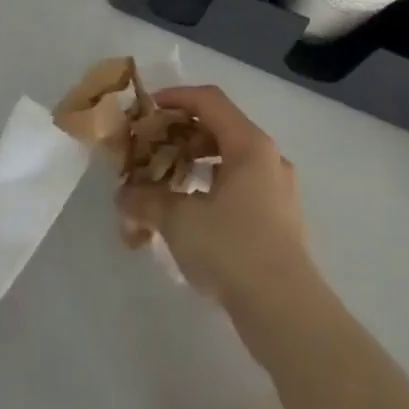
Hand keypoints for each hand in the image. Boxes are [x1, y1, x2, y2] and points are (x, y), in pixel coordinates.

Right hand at [116, 87, 317, 319]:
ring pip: (232, 160)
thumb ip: (147, 201)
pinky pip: (242, 186)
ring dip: (197, 163)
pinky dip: (213, 187)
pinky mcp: (281, 218)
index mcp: (249, 144)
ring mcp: (279, 189)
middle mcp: (269, 158)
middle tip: (152, 149)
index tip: (147, 110)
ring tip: (167, 182)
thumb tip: (123, 196)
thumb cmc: (232, 249)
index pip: (209, 100)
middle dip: (182, 134)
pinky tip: (192, 213)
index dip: (175, 97)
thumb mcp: (179, 221)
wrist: (286, 310)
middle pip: (221, 127)